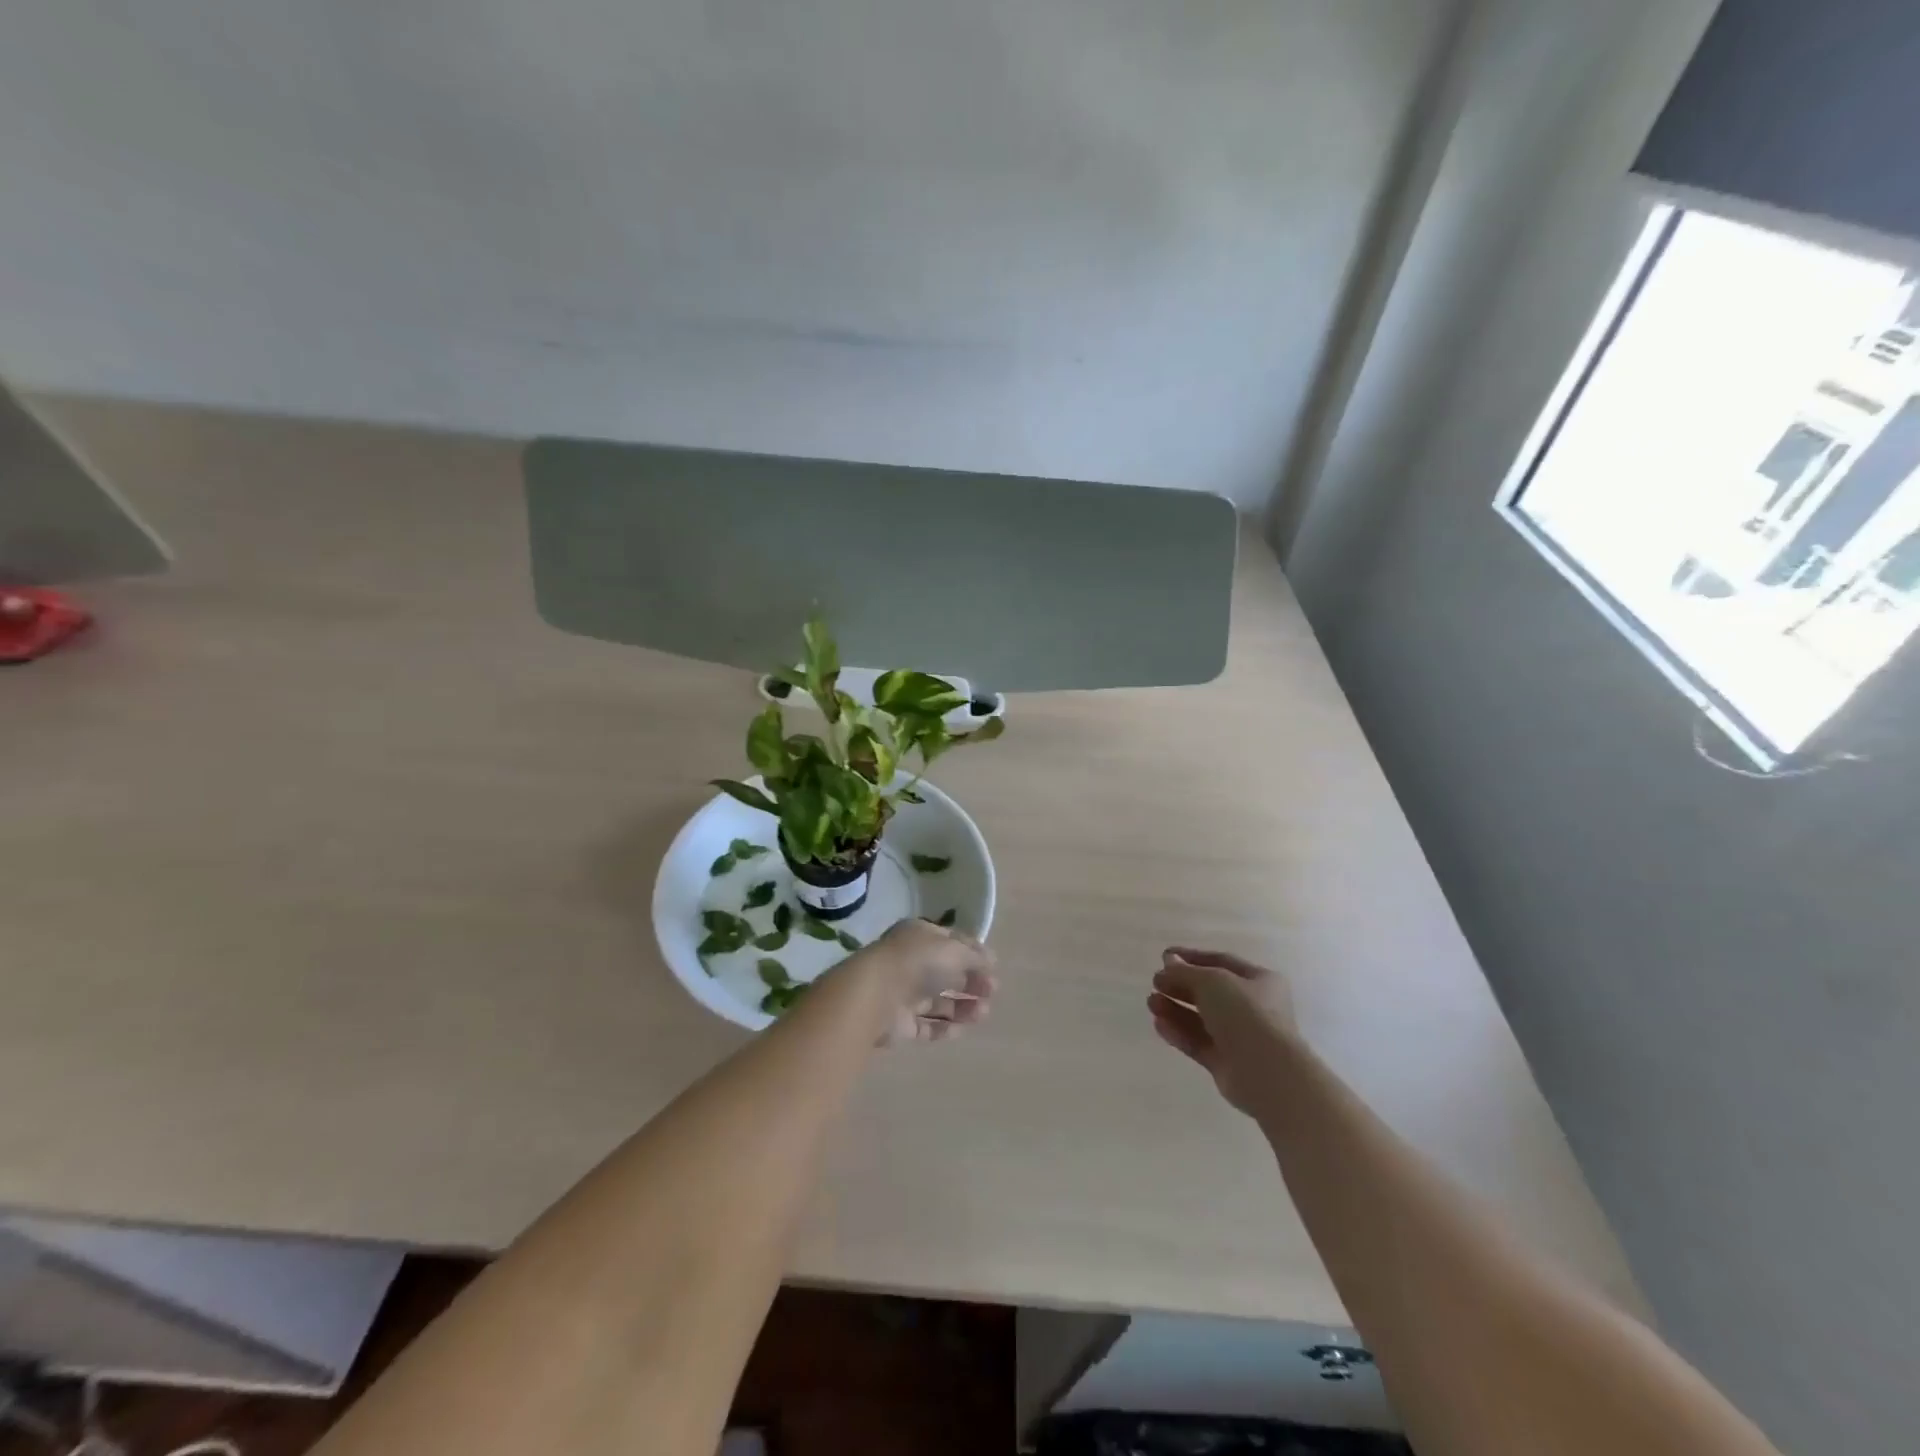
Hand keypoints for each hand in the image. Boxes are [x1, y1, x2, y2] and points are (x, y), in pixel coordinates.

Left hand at [853, 918, 997, 1046]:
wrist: (876, 995)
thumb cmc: (918, 962)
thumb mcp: (954, 950)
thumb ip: (975, 957)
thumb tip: (991, 962)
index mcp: (919, 936)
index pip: (950, 942)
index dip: (973, 953)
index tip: (994, 966)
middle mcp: (910, 962)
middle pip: (946, 973)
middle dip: (971, 981)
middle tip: (992, 991)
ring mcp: (903, 993)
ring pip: (938, 1001)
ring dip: (962, 1006)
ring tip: (983, 1013)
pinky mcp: (900, 1024)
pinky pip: (927, 1025)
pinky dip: (945, 1027)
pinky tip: (963, 1028)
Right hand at [1148, 948, 1297, 1114]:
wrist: (1267, 1071)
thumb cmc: (1245, 1013)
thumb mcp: (1212, 981)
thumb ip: (1185, 972)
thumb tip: (1167, 962)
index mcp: (1259, 981)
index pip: (1221, 962)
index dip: (1191, 958)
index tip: (1164, 956)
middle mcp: (1252, 1007)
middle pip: (1209, 992)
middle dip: (1179, 986)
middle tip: (1155, 983)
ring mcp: (1240, 1037)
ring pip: (1201, 1019)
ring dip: (1175, 1009)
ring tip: (1151, 1003)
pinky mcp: (1226, 1062)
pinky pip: (1198, 1042)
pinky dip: (1179, 1032)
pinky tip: (1158, 1024)